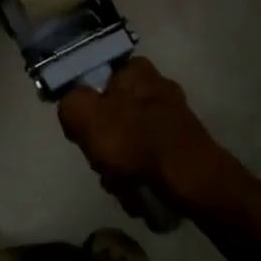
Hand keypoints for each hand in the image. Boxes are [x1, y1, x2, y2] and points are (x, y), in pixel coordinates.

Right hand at [57, 58, 231, 208]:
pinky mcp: (183, 145)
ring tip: (122, 184)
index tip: (83, 130)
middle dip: (103, 146)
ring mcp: (173, 117)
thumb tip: (73, 105)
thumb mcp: (83, 114)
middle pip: (112, 115)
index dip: (85, 106)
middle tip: (102, 163)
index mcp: (135, 70)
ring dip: (120, 167)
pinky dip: (141, 176)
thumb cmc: (133, 141)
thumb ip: (70, 102)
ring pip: (129, 141)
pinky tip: (139, 191)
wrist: (190, 180)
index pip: (97, 79)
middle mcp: (157, 86)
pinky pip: (149, 159)